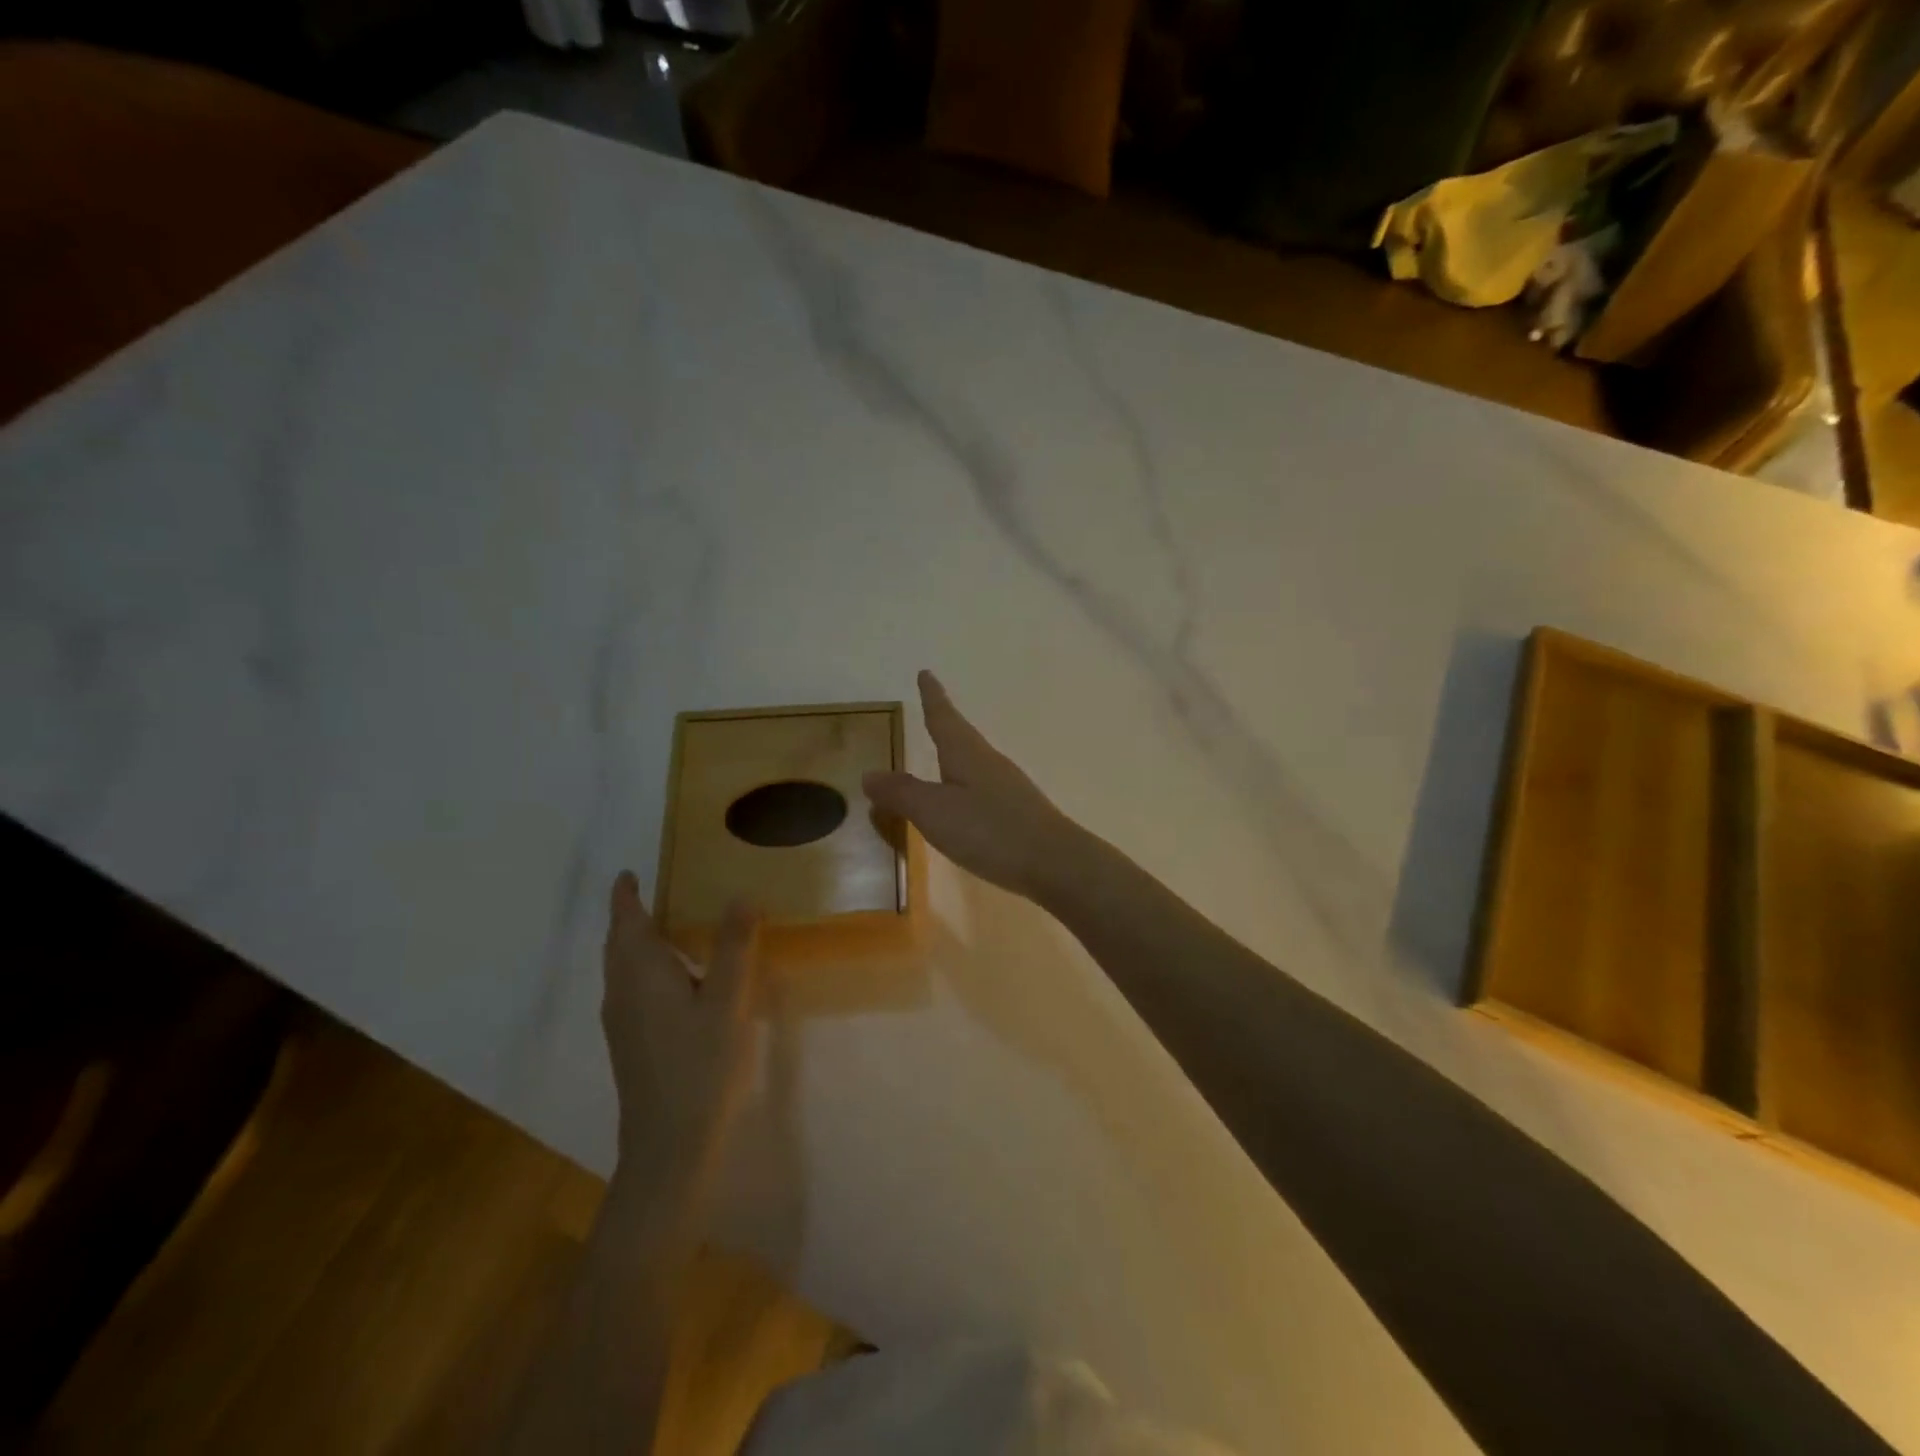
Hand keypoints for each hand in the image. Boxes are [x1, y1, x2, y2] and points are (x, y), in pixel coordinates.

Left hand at [601, 872, 760, 1190]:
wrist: (668, 1145)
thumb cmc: (699, 1065)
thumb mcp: (726, 1001)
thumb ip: (733, 947)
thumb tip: (740, 895)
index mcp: (640, 973)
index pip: (626, 921)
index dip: (625, 896)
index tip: (629, 874)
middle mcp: (621, 992)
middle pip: (619, 944)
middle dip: (630, 917)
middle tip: (654, 894)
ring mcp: (622, 1022)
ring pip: (623, 969)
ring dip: (638, 944)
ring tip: (670, 930)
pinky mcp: (630, 1044)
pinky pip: (632, 989)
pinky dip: (646, 969)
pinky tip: (677, 983)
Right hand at [863, 670, 1082, 902]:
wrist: (1055, 863)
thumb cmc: (989, 830)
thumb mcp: (934, 811)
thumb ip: (901, 793)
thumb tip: (869, 774)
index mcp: (966, 753)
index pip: (943, 717)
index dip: (932, 697)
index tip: (926, 673)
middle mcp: (989, 762)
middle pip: (962, 736)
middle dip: (944, 723)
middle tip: (930, 709)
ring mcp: (1007, 787)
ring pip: (974, 762)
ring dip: (956, 754)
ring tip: (942, 754)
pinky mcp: (1018, 812)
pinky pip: (982, 788)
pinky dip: (965, 784)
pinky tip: (965, 801)